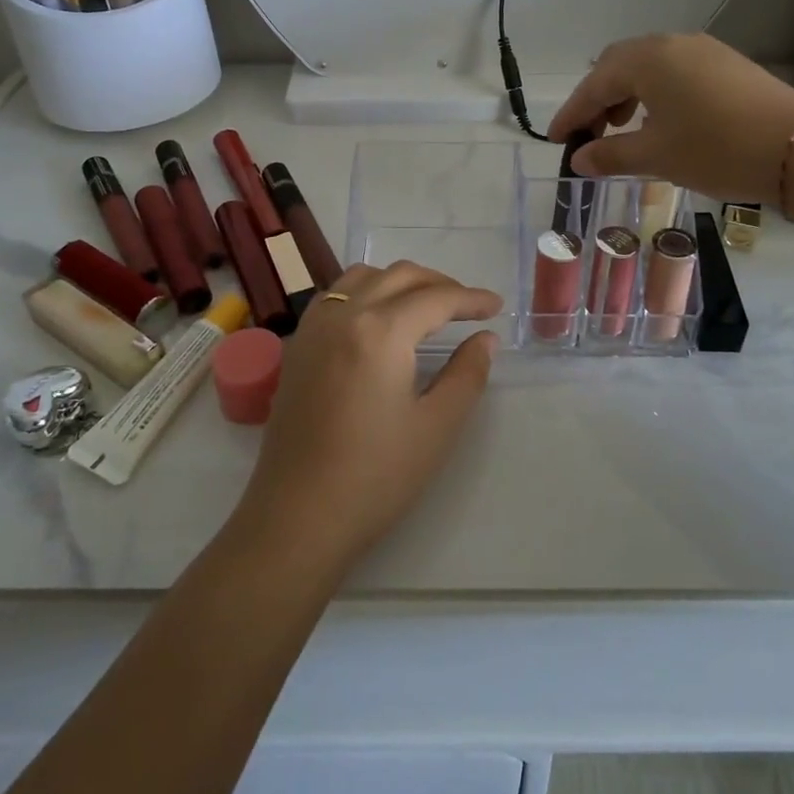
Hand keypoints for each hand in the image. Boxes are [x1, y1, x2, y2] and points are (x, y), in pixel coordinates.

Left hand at [236, 262, 500, 565]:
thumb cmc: (375, 476)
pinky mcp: (297, 346)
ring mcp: (314, 328)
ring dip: (399, 281)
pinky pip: (335, 295)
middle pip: (398, 276)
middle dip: (439, 283)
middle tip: (468, 306)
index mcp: (380, 331)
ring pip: (362, 276)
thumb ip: (467, 374)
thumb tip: (485, 338)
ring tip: (425, 305)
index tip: (497, 306)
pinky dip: (365, 290)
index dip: (471, 299)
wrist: (298, 517)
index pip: (435, 298)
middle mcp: (343, 315)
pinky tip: (378, 317)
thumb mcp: (436, 426)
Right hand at [549, 33, 793, 204]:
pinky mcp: (726, 63)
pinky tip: (660, 120)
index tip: (554, 139)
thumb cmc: (715, 150)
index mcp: (647, 60)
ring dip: (626, 94)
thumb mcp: (656, 156)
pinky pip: (674, 70)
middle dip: (597, 99)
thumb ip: (610, 155)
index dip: (572, 113)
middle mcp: (671, 44)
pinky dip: (655, 92)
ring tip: (621, 128)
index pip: (595, 85)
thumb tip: (579, 159)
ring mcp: (702, 50)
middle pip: (618, 65)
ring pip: (648, 66)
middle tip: (588, 134)